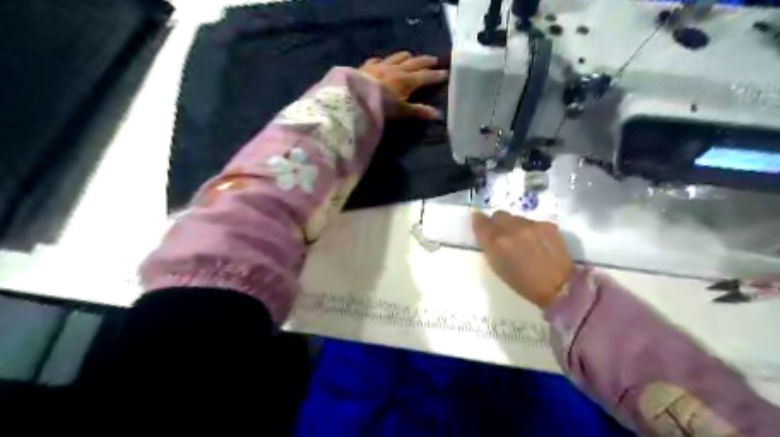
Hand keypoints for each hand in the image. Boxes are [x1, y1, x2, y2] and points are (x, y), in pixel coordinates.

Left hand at [357, 54, 447, 120]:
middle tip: (434, 59)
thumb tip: (438, 115)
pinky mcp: (366, 67)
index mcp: (407, 80)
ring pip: (396, 58)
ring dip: (406, 57)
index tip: (446, 73)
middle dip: (425, 62)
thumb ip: (419, 111)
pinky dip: (382, 60)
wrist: (354, 97)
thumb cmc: (381, 106)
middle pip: (414, 63)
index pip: (425, 76)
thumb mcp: (401, 112)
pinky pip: (376, 61)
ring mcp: (380, 66)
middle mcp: (396, 69)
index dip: (436, 75)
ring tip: (411, 55)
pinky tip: (381, 61)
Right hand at [469, 211, 571, 307]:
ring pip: (516, 217)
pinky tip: (537, 242)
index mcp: (496, 242)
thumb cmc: (523, 284)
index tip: (479, 221)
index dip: (479, 220)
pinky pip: (532, 222)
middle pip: (498, 214)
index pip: (481, 221)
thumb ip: (489, 246)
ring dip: (514, 225)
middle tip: (502, 234)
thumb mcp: (497, 267)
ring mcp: (531, 225)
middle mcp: (512, 229)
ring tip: (522, 240)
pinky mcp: (547, 224)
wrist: (559, 287)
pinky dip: (530, 229)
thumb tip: (484, 232)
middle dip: (497, 222)